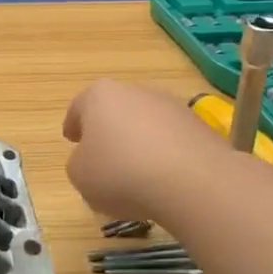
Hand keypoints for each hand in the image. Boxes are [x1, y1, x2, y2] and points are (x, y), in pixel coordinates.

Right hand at [63, 78, 228, 225]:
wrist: (193, 182)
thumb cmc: (121, 173)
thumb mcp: (79, 175)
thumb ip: (78, 163)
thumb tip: (92, 160)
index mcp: (99, 95)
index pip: (79, 106)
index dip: (73, 125)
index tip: (71, 140)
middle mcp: (136, 91)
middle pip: (115, 110)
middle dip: (108, 131)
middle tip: (103, 157)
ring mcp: (172, 106)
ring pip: (146, 124)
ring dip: (139, 143)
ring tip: (136, 174)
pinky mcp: (200, 127)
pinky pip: (172, 141)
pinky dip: (164, 155)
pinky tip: (163, 180)